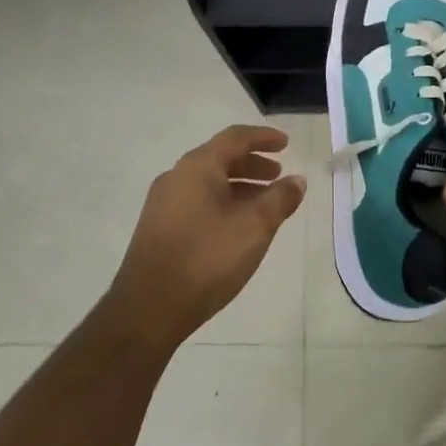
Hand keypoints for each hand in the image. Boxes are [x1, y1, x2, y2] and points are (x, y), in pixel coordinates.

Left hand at [107, 124, 306, 346]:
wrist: (148, 308)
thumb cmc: (206, 259)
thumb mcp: (254, 228)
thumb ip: (279, 199)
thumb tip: (297, 180)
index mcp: (198, 167)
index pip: (235, 138)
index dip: (263, 138)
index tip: (286, 144)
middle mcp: (177, 177)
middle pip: (220, 158)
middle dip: (252, 164)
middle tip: (278, 174)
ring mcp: (163, 203)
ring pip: (208, 182)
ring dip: (239, 186)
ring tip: (264, 203)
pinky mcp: (158, 227)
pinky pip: (197, 201)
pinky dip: (223, 202)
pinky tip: (237, 226)